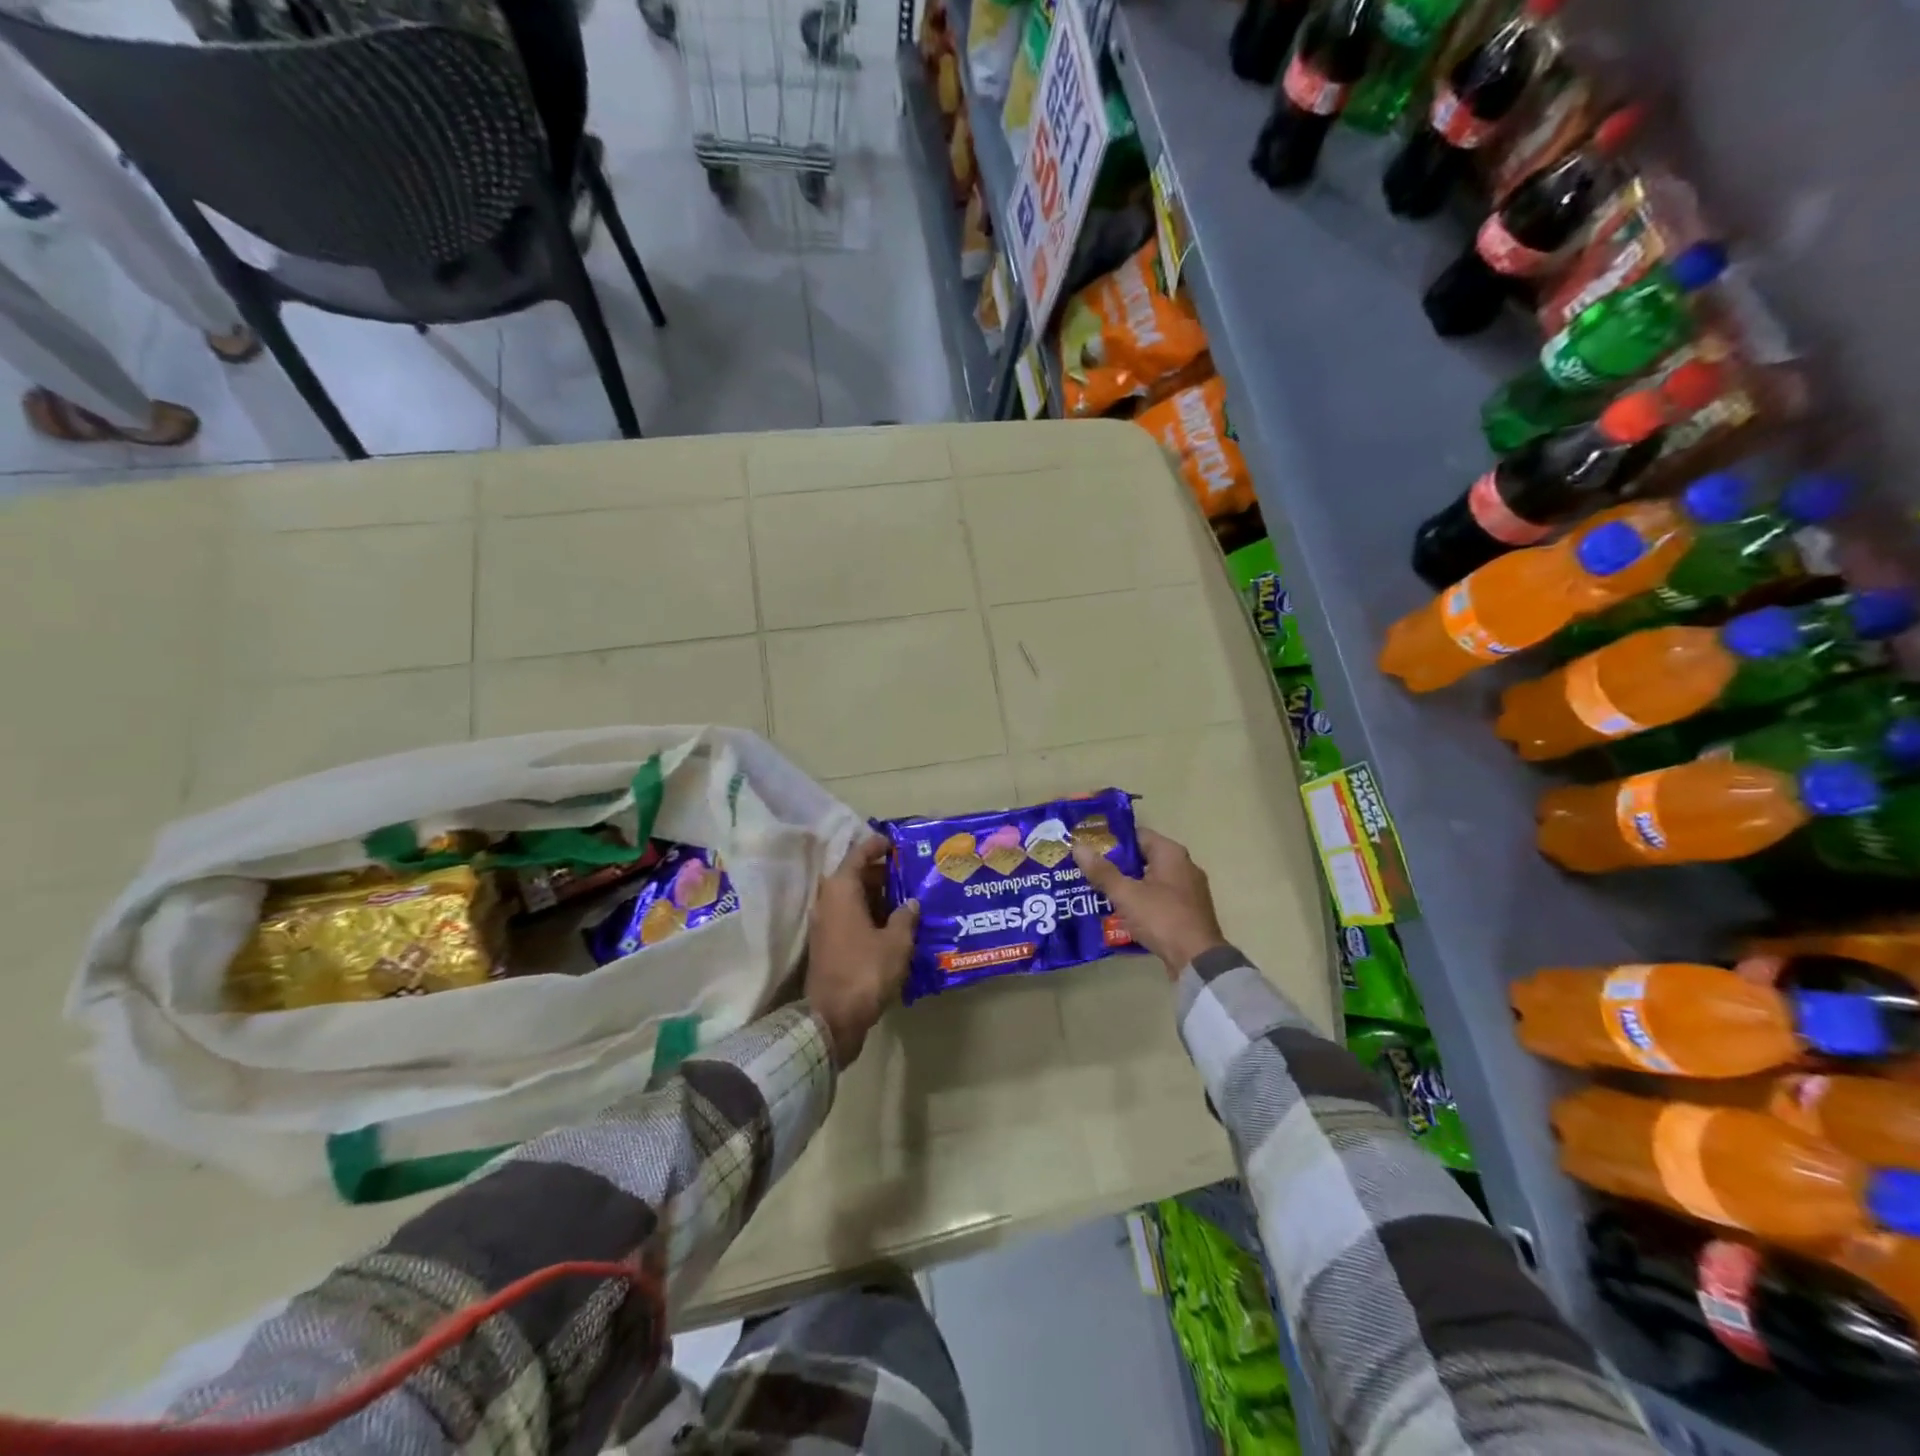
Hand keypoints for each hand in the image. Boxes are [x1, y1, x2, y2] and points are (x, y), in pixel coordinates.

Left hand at [805, 835, 917, 1066]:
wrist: (833, 1018)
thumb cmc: (865, 971)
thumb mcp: (895, 942)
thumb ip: (904, 917)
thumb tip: (910, 903)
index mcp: (841, 891)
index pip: (858, 855)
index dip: (877, 845)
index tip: (896, 842)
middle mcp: (828, 902)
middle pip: (855, 876)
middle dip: (882, 873)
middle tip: (911, 873)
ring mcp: (825, 925)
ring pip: (854, 899)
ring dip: (878, 896)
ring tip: (909, 897)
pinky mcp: (828, 945)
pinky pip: (851, 918)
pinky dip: (871, 916)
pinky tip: (895, 924)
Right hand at [1072, 829, 1225, 976]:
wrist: (1197, 961)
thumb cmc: (1161, 918)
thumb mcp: (1126, 894)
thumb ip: (1102, 871)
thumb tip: (1078, 846)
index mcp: (1171, 853)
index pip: (1137, 835)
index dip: (1111, 840)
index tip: (1089, 848)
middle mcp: (1183, 866)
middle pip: (1143, 858)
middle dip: (1116, 865)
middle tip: (1088, 872)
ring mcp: (1189, 890)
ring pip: (1150, 881)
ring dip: (1127, 886)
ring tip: (1098, 892)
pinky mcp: (1189, 912)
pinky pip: (1159, 899)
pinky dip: (1141, 902)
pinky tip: (1121, 913)